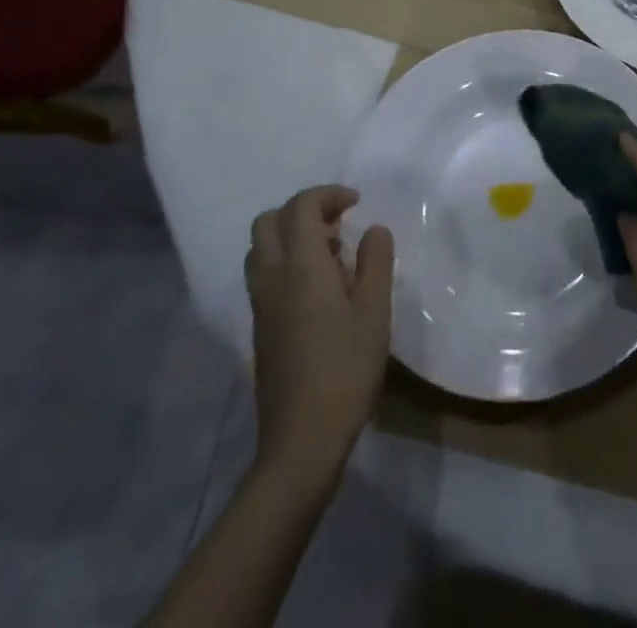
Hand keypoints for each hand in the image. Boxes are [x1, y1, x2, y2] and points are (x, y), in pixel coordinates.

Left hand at [245, 186, 392, 481]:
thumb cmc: (345, 369)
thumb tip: (373, 229)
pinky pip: (264, 274)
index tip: (356, 202)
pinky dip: (286, 262)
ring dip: (291, 236)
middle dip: (302, 210)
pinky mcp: (260, 328)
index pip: (300, 208)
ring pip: (261, 249)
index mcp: (301, 267)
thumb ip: (376, 261)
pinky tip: (320, 288)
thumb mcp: (375, 312)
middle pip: (268, 222)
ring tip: (331, 254)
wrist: (301, 441)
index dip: (327, 195)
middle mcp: (272, 278)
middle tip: (338, 222)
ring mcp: (261, 305)